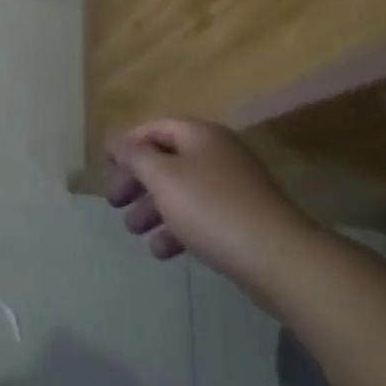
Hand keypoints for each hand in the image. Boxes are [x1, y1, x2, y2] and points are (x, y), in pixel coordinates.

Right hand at [107, 118, 318, 285]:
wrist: (279, 258)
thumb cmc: (211, 208)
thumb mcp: (163, 177)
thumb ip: (136, 157)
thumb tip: (120, 145)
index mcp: (201, 135)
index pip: (155, 128)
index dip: (128, 143)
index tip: (106, 165)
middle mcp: (218, 154)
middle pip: (167, 160)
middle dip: (137, 182)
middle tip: (115, 203)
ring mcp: (234, 188)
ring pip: (182, 191)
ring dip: (153, 209)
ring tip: (134, 231)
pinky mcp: (243, 220)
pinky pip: (201, 216)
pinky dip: (178, 229)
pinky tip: (162, 251)